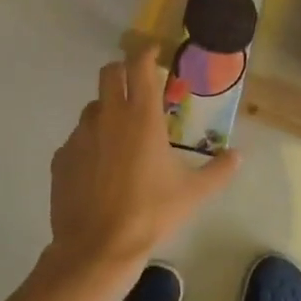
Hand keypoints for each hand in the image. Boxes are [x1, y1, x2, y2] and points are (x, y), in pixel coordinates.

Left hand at [46, 45, 238, 276]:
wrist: (97, 249)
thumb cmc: (150, 213)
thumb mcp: (193, 194)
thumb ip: (218, 171)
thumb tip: (238, 156)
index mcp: (141, 117)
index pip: (139, 67)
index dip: (146, 53)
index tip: (154, 51)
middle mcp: (108, 117)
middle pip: (109, 73)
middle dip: (122, 71)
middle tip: (136, 84)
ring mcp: (81, 136)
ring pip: (93, 107)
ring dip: (107, 109)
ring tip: (121, 134)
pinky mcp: (61, 158)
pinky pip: (78, 139)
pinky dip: (91, 143)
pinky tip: (100, 168)